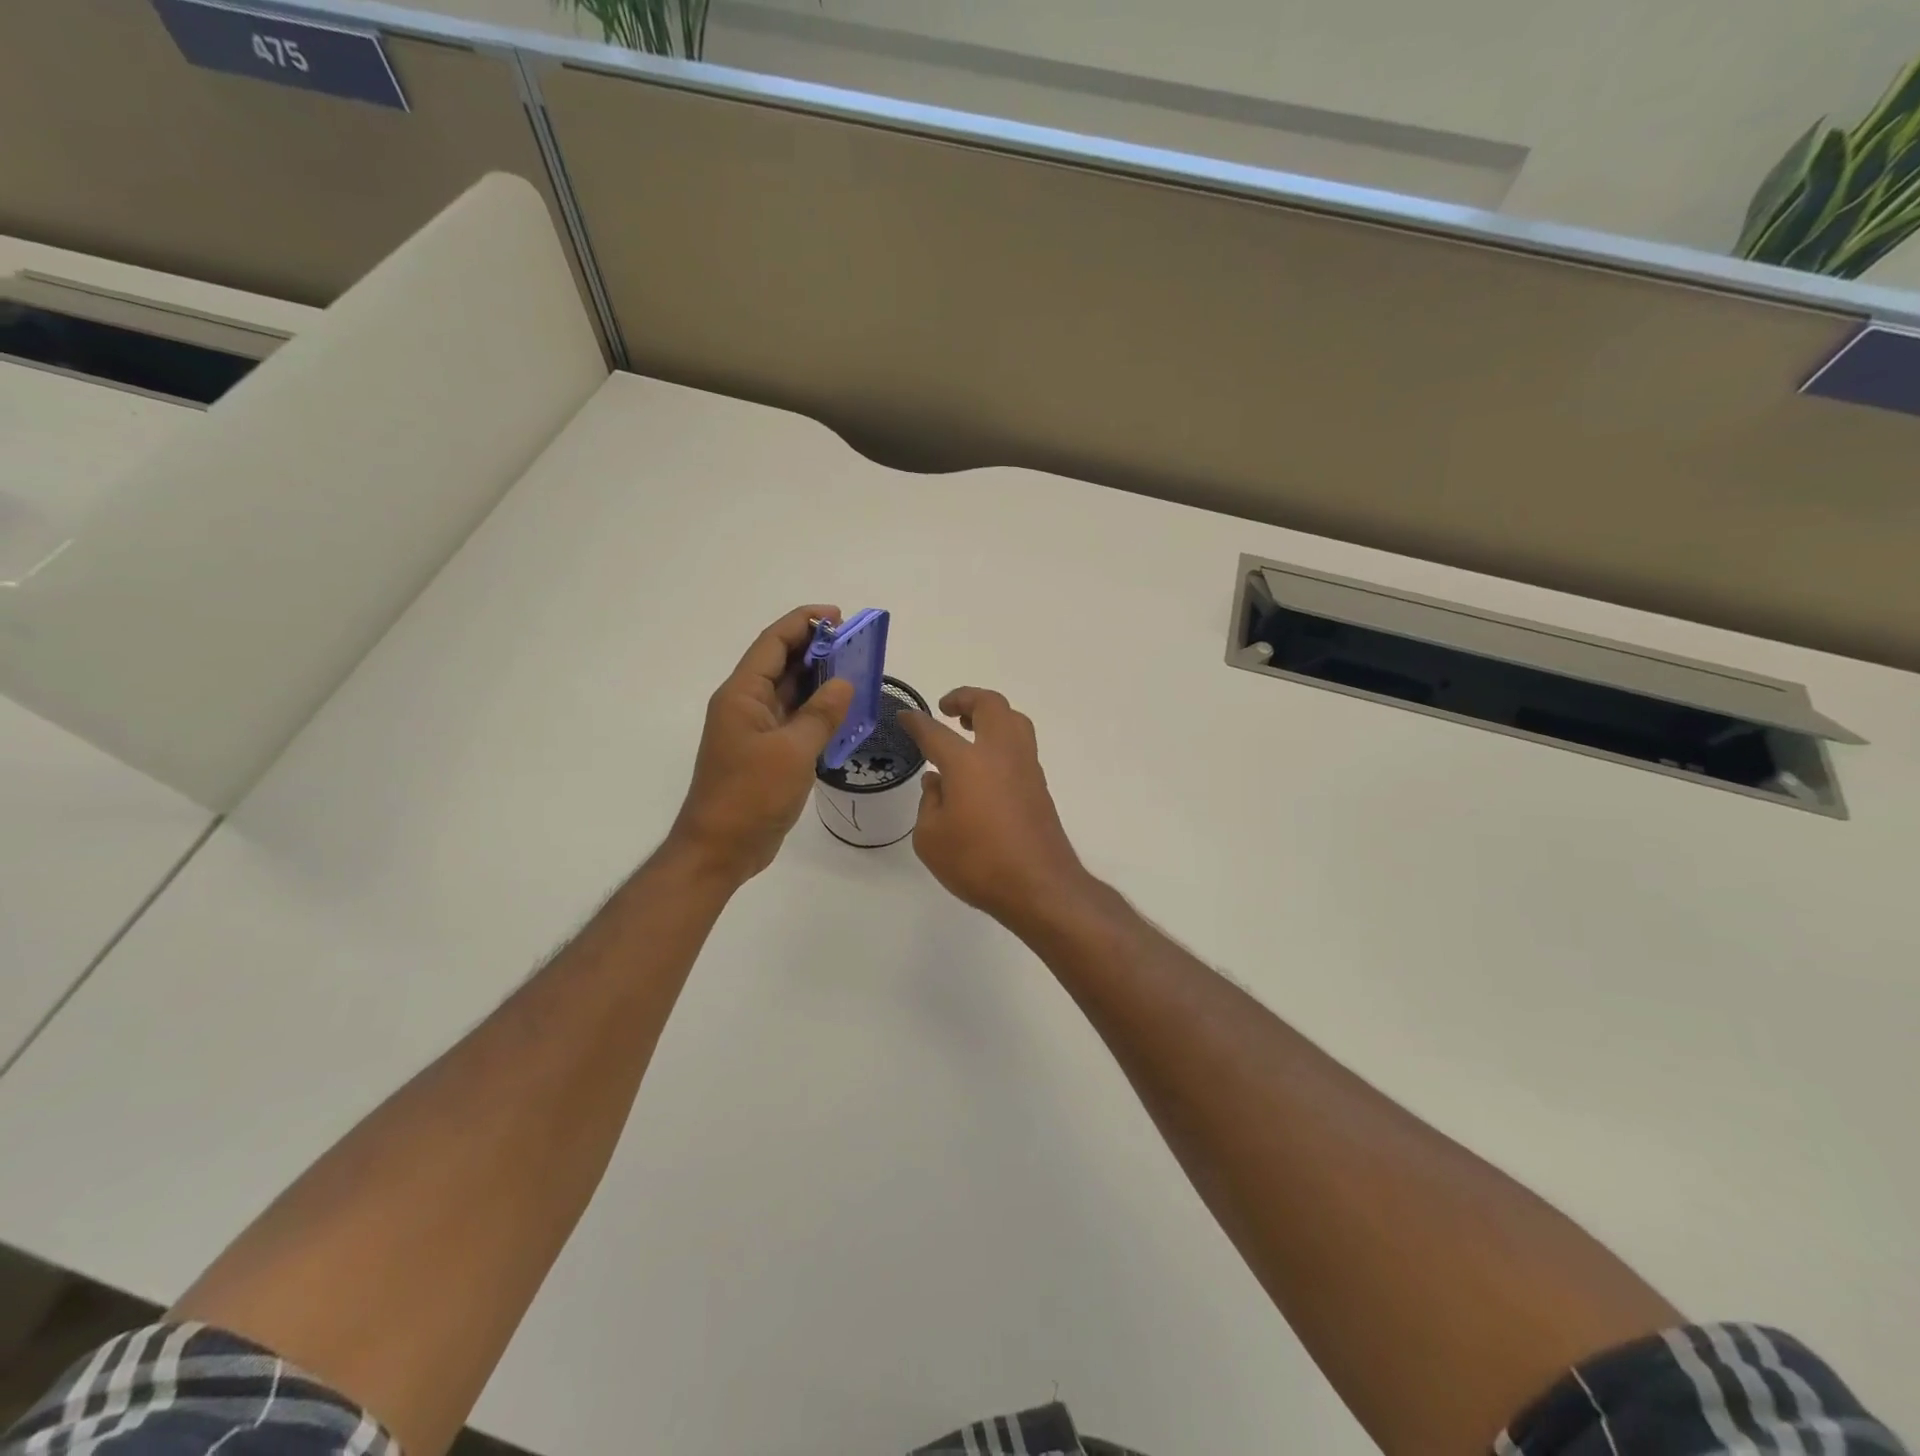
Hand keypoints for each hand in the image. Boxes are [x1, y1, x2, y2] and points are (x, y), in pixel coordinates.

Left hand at [668, 605, 854, 884]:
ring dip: (821, 680)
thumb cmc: (750, 795)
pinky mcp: (768, 753)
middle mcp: (748, 705)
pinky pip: (797, 720)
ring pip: (792, 692)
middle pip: (783, 664)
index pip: (773, 643)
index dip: (803, 623)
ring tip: (858, 672)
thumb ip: (821, 714)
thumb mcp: (792, 751)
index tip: (838, 617)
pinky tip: (846, 712)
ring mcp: (757, 730)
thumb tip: (844, 683)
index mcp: (743, 695)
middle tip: (857, 645)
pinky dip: (820, 712)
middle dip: (818, 649)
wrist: (721, 848)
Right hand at [899, 688, 1093, 929]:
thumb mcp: (930, 838)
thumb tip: (937, 781)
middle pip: (990, 705)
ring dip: (991, 715)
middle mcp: (1000, 754)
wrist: (1039, 886)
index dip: (916, 722)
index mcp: (967, 762)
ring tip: (970, 728)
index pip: (935, 732)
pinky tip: (986, 765)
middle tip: (947, 709)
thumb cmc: (977, 862)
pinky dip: (1002, 740)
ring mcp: (1025, 768)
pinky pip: (1021, 746)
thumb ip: (929, 803)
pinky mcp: (1039, 786)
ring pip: (1014, 720)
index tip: (904, 716)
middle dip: (966, 698)